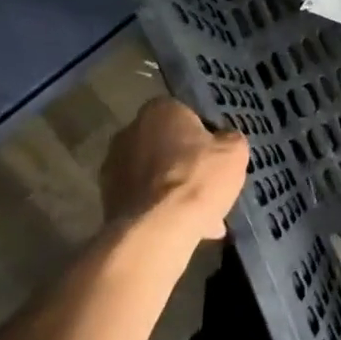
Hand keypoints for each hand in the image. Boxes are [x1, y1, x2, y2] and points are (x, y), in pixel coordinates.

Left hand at [100, 97, 247, 244]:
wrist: (155, 230)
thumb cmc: (198, 178)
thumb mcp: (234, 152)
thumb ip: (230, 140)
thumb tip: (224, 141)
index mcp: (160, 109)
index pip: (187, 116)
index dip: (205, 138)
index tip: (217, 158)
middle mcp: (129, 131)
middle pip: (168, 147)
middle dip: (187, 166)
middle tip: (209, 188)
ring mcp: (113, 167)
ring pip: (155, 177)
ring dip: (174, 192)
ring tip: (202, 219)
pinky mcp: (107, 200)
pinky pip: (144, 200)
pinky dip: (161, 212)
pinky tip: (184, 230)